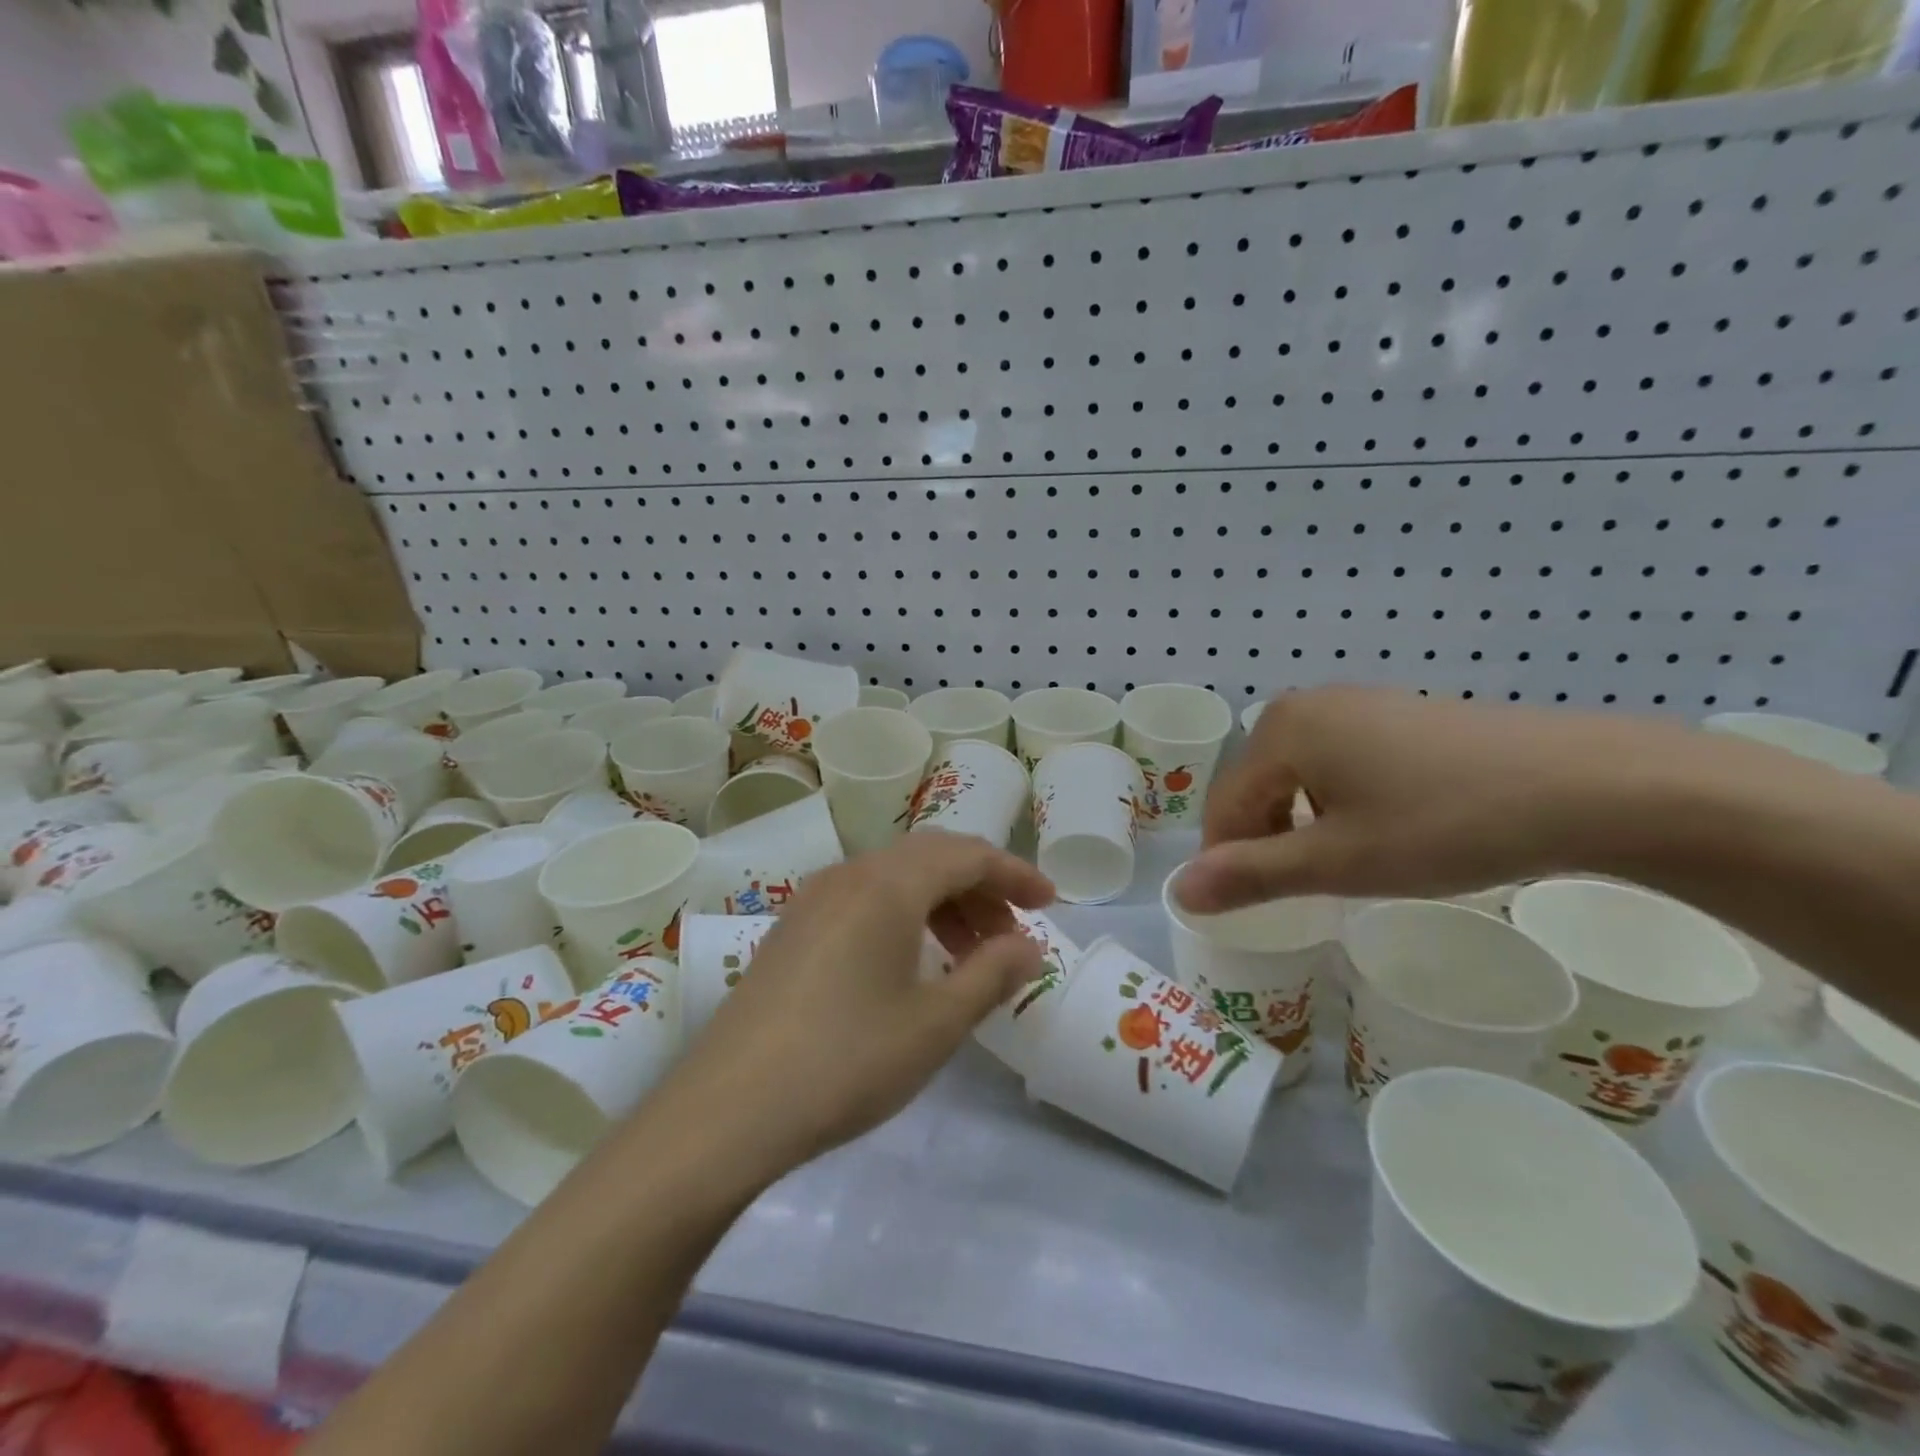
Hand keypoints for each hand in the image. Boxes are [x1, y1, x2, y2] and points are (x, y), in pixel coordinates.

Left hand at [671, 831, 1053, 1175]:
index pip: (967, 855)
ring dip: (942, 903)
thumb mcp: (935, 1023)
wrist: (728, 1108)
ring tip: (971, 954)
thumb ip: (991, 974)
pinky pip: (864, 899)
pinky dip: (904, 915)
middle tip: (1014, 934)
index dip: (1015, 874)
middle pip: (931, 858)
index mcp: (888, 884)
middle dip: (981, 887)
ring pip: (896, 878)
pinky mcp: (793, 928)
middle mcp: (850, 875)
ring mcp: (814, 899)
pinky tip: (913, 962)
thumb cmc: (847, 1061)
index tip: (1049, 903)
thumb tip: (1029, 947)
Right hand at [1177, 686, 1698, 912]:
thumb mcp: (1339, 861)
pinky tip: (1388, 830)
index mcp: (1281, 730)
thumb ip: (1251, 876)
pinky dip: (1343, 804)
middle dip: (1268, 842)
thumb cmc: (1446, 823)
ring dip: (1305, 826)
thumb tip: (1178, 892)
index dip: (1231, 862)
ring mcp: (1358, 705)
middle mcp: (1308, 705)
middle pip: (1258, 787)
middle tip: (1309, 893)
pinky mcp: (1400, 715)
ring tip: (1349, 867)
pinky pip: (1341, 763)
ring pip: (1299, 777)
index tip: (1260, 909)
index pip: (1225, 806)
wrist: (1591, 784)